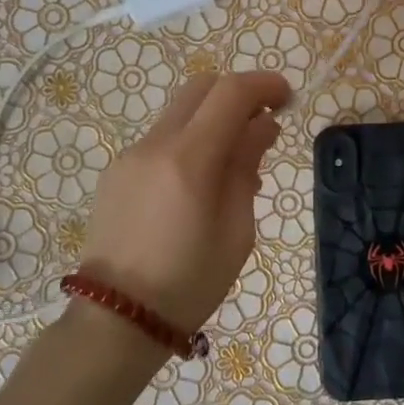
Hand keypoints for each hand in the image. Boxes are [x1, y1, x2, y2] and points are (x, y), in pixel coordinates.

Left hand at [80, 70, 291, 334]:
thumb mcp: (237, 230)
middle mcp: (155, 144)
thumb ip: (246, 166)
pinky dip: (189, 143)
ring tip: (233, 167)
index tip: (287, 98)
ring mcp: (130, 155)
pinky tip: (198, 186)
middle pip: (201, 87)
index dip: (264, 85)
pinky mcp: (116, 171)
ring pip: (180, 112)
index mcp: (189, 160)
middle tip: (262, 124)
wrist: (116, 319)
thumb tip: (262, 126)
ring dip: (213, 120)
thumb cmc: (190, 282)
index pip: (230, 92)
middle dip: (237, 94)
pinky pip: (161, 139)